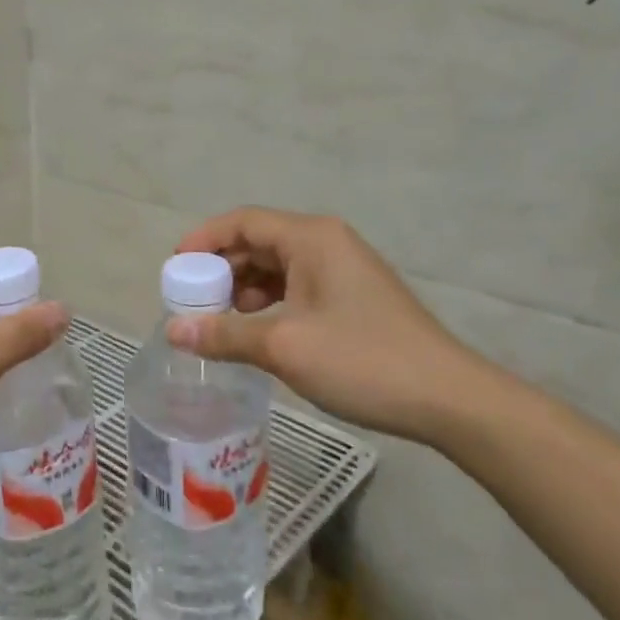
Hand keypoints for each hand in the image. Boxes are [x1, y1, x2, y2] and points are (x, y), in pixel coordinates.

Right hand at [169, 207, 497, 446]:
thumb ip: (224, 334)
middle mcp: (327, 243)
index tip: (174, 270)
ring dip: (244, 289)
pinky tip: (255, 331)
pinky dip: (269, 303)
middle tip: (192, 303)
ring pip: (277, 266)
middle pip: (259, 241)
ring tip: (220, 322)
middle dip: (221, 269)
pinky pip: (297, 287)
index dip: (203, 240)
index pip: (244, 221)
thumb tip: (172, 331)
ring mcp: (343, 270)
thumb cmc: (362, 360)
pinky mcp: (352, 297)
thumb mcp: (284, 347)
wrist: (447, 397)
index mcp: (311, 238)